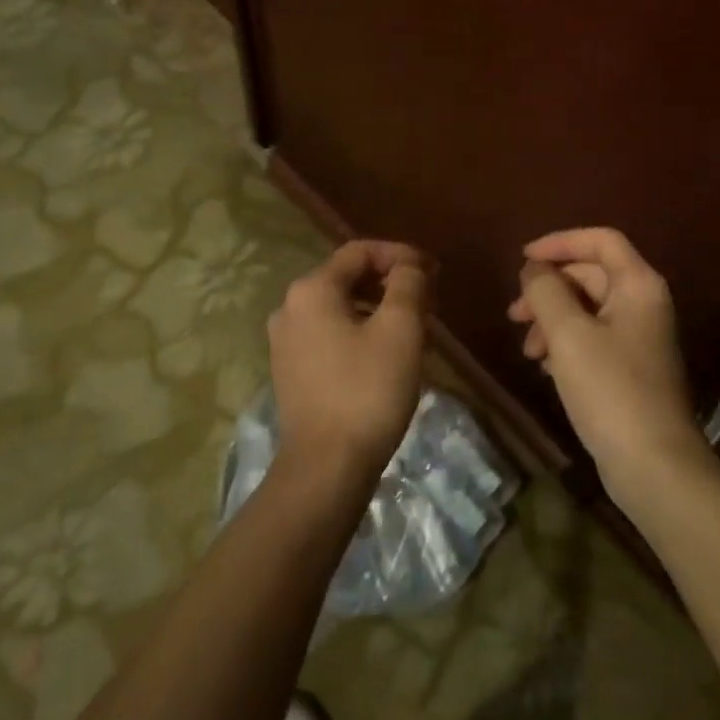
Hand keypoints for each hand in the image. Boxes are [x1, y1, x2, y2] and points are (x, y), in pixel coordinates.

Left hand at [268, 240, 431, 483]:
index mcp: (312, 290)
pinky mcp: (291, 371)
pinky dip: (362, 334)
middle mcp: (290, 308)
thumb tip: (409, 266)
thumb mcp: (400, 329)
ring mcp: (286, 342)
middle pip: (348, 279)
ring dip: (380, 311)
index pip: (360, 251)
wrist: (326, 467)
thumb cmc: (368, 390)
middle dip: (392, 285)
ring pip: (342, 309)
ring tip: (418, 332)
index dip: (400, 254)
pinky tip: (390, 357)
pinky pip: (331, 336)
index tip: (434, 271)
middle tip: (430, 302)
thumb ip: (407, 284)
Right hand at [507, 227, 710, 510]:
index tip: (523, 259)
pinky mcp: (630, 369)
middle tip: (514, 314)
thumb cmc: (610, 389)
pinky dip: (565, 344)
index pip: (600, 240)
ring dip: (552, 320)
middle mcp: (644, 304)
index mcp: (638, 285)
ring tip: (527, 350)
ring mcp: (639, 338)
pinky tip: (545, 367)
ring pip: (587, 310)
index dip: (559, 242)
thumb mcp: (568, 334)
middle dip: (548, 290)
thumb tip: (534, 269)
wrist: (654, 465)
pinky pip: (592, 340)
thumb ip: (546, 291)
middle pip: (590, 275)